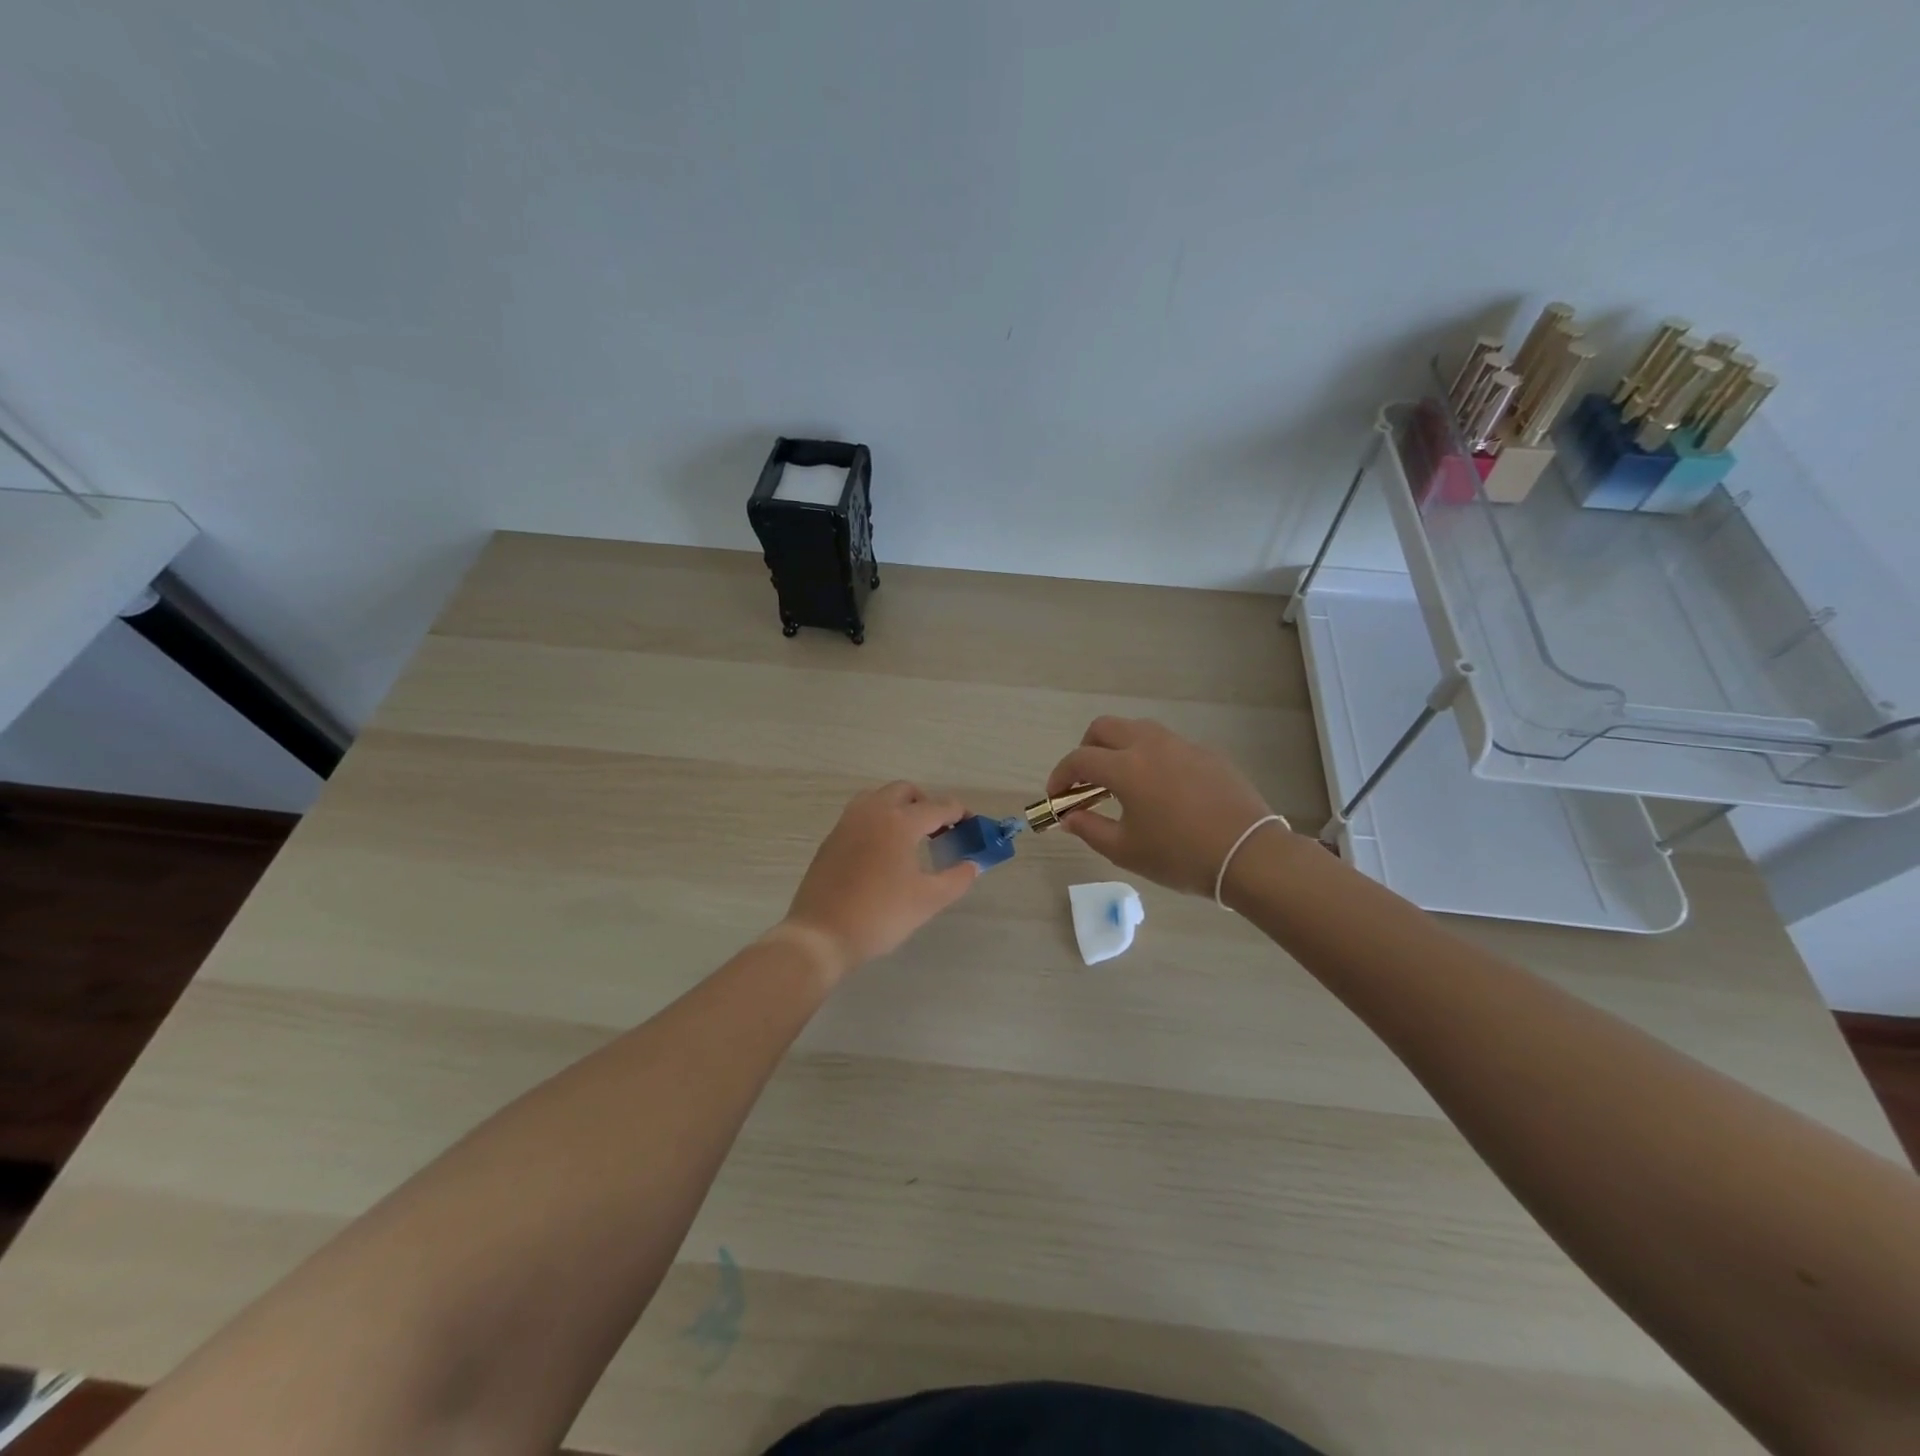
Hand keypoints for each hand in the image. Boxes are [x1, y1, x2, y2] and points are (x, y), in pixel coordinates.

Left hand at [781, 782, 979, 977]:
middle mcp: (872, 812)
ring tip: (911, 836)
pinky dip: (878, 819)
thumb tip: (972, 865)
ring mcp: (847, 823)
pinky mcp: (832, 838)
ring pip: (878, 797)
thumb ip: (957, 878)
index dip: (960, 813)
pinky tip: (884, 850)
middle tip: (941, 831)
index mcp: (899, 822)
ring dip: (899, 807)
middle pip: (905, 791)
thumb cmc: (880, 915)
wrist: (821, 935)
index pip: (938, 806)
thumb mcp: (928, 900)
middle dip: (927, 804)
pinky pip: (861, 814)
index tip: (972, 826)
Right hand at [1047, 717, 1284, 895]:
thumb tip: (1068, 817)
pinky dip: (1151, 757)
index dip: (1060, 776)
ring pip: (1138, 729)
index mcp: (1127, 766)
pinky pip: (1168, 744)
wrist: (1249, 855)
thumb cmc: (1180, 856)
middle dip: (1086, 749)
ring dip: (1119, 748)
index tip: (1057, 797)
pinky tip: (1161, 790)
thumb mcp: (1126, 850)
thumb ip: (1089, 829)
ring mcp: (1183, 745)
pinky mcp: (1207, 753)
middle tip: (1086, 781)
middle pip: (1104, 727)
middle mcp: (1151, 745)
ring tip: (1122, 782)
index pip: (1079, 759)